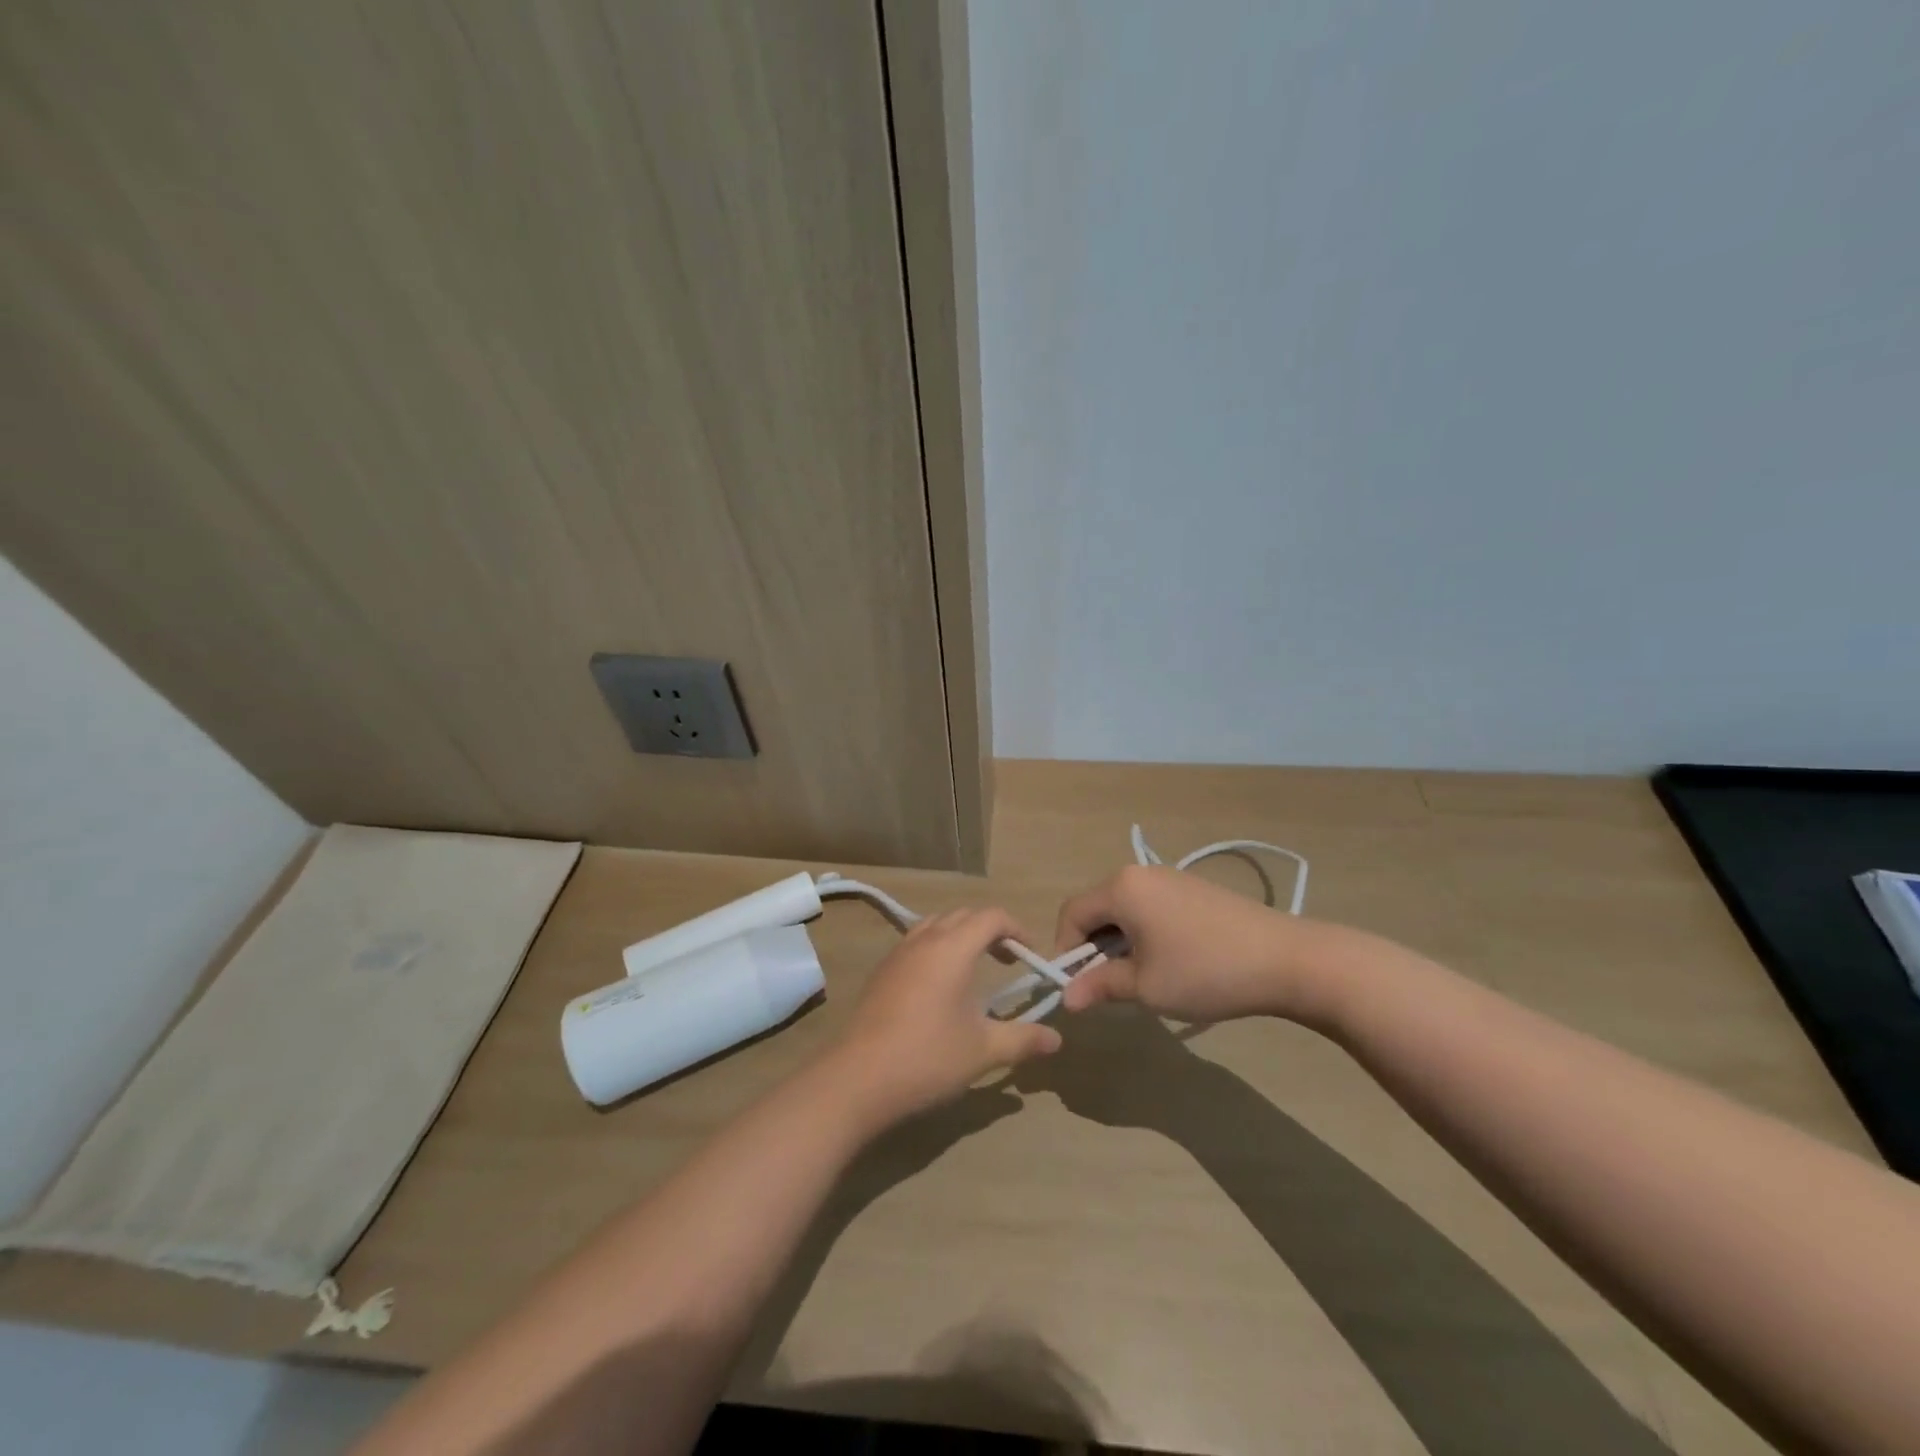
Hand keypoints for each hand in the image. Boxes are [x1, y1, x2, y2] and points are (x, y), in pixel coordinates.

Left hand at [825, 908, 1061, 1124]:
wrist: (857, 1078)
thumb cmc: (927, 1057)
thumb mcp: (984, 1050)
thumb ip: (1023, 1039)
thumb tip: (1057, 1039)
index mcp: (952, 948)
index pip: (991, 917)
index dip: (1016, 929)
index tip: (1031, 956)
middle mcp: (924, 940)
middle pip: (963, 915)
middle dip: (991, 930)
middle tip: (1009, 961)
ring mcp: (898, 954)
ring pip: (935, 925)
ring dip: (960, 936)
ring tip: (975, 968)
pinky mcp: (881, 972)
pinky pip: (916, 943)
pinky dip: (937, 948)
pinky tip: (940, 987)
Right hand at [1055, 864, 1342, 1024]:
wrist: (1287, 959)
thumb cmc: (1204, 972)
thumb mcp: (1145, 986)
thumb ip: (1100, 986)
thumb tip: (1067, 998)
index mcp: (1121, 888)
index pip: (1072, 914)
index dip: (1065, 951)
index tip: (1079, 987)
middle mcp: (1140, 873)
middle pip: (1098, 908)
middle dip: (1094, 948)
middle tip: (1109, 987)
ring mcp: (1171, 878)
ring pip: (1125, 909)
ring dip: (1120, 942)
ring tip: (1142, 978)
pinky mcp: (1194, 889)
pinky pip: (1151, 907)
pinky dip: (1145, 933)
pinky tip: (1171, 962)